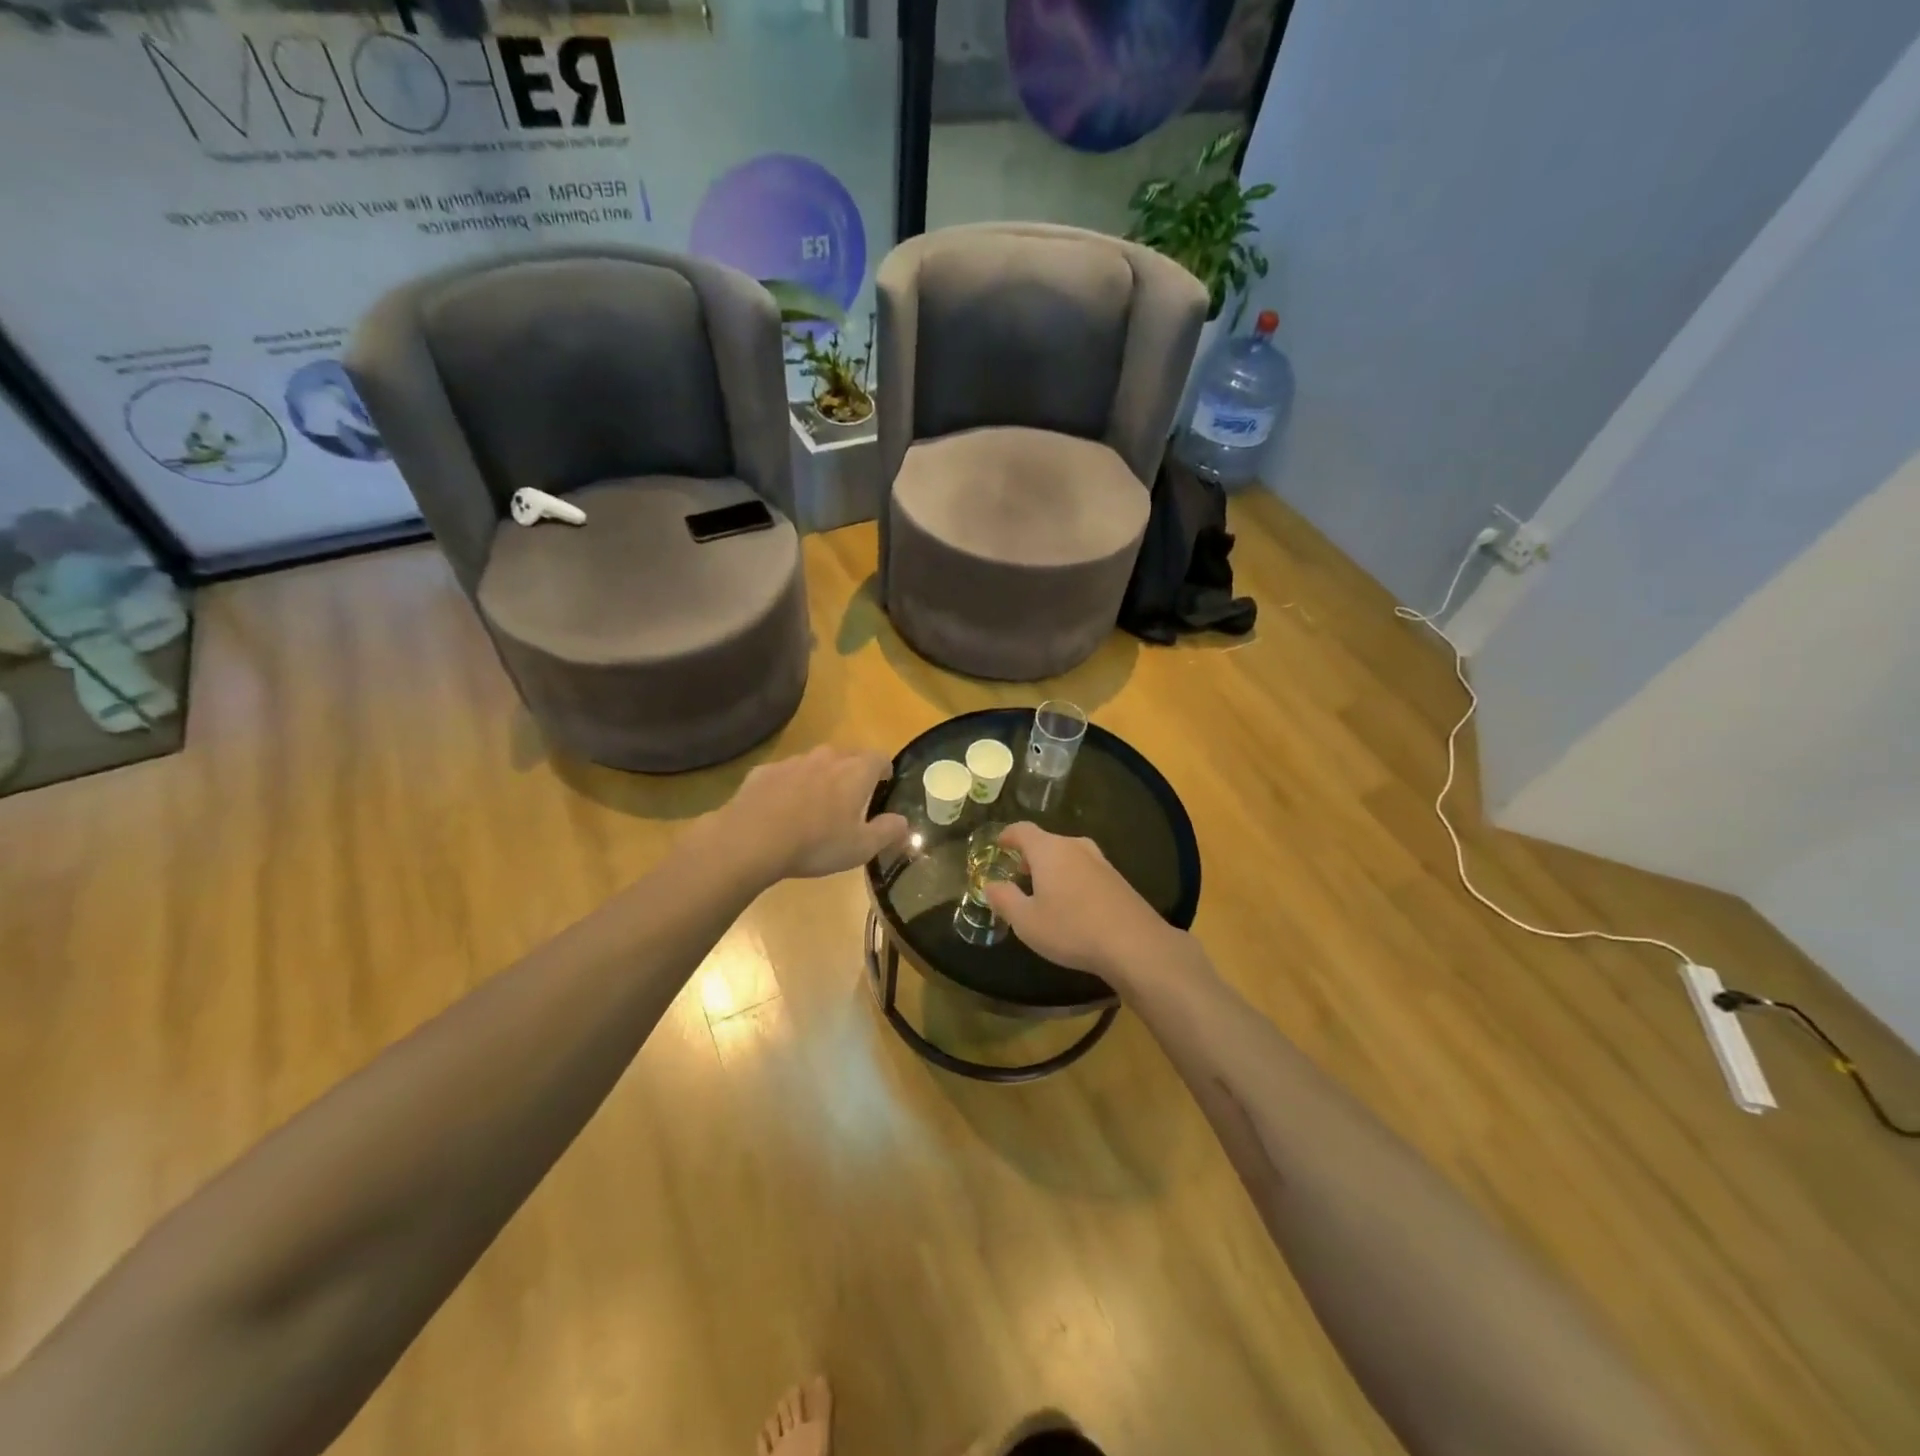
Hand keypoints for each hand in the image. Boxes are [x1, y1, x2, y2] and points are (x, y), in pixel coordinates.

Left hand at [713, 746, 908, 882]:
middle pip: (847, 756)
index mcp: (855, 772)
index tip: (884, 783)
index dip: (884, 769)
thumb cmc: (816, 843)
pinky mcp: (763, 771)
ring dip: (819, 777)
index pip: (879, 757)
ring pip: (814, 763)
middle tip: (851, 797)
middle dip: (852, 772)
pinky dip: (788, 786)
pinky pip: (784, 774)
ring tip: (815, 805)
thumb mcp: (861, 847)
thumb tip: (904, 822)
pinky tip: (781, 810)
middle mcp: (826, 758)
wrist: (752, 839)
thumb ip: (888, 832)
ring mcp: (792, 762)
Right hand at [983, 823, 1192, 985]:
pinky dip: (1072, 878)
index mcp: (1049, 850)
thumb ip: (1004, 899)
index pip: (1023, 830)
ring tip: (1044, 890)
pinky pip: (1085, 870)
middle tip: (1018, 873)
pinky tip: (1072, 904)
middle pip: (1047, 841)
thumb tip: (990, 884)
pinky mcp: (1117, 879)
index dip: (1008, 836)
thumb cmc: (1071, 929)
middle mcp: (1075, 847)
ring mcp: (1100, 861)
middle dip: (1030, 855)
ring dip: (1053, 867)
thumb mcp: (1026, 921)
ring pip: (1068, 855)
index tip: (999, 844)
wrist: (1134, 944)